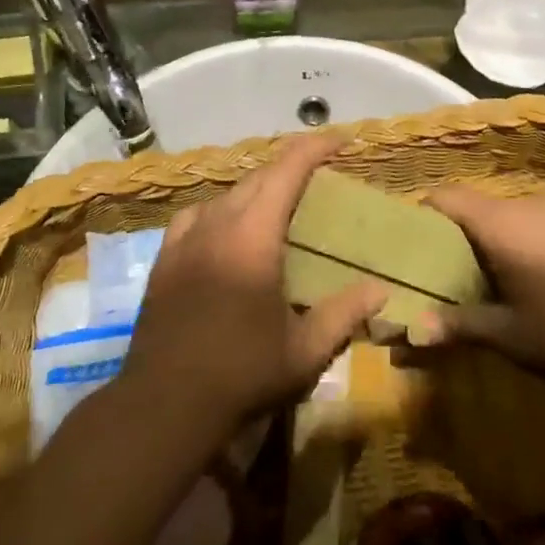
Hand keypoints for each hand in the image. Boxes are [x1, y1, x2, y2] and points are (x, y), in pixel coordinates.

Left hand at [121, 134, 385, 442]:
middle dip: (291, 167)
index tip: (342, 140)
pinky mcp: (165, 256)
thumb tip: (380, 289)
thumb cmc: (241, 374)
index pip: (287, 170)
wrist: (164, 404)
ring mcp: (185, 238)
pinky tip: (226, 229)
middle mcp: (218, 223)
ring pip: (227, 194)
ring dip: (257, 189)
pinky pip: (198, 214)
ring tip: (279, 205)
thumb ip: (345, 313)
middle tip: (320, 177)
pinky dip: (222, 210)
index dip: (315, 147)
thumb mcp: (304, 351)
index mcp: (253, 235)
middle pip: (258, 177)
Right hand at [423, 187, 544, 405]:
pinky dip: (511, 244)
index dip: (419, 216)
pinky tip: (521, 283)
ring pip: (500, 215)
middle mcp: (523, 206)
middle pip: (470, 206)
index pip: (443, 198)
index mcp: (498, 223)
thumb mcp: (510, 336)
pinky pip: (528, 224)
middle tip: (436, 276)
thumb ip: (456, 325)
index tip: (406, 250)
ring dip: (481, 241)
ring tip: (474, 283)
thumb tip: (405, 334)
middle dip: (448, 236)